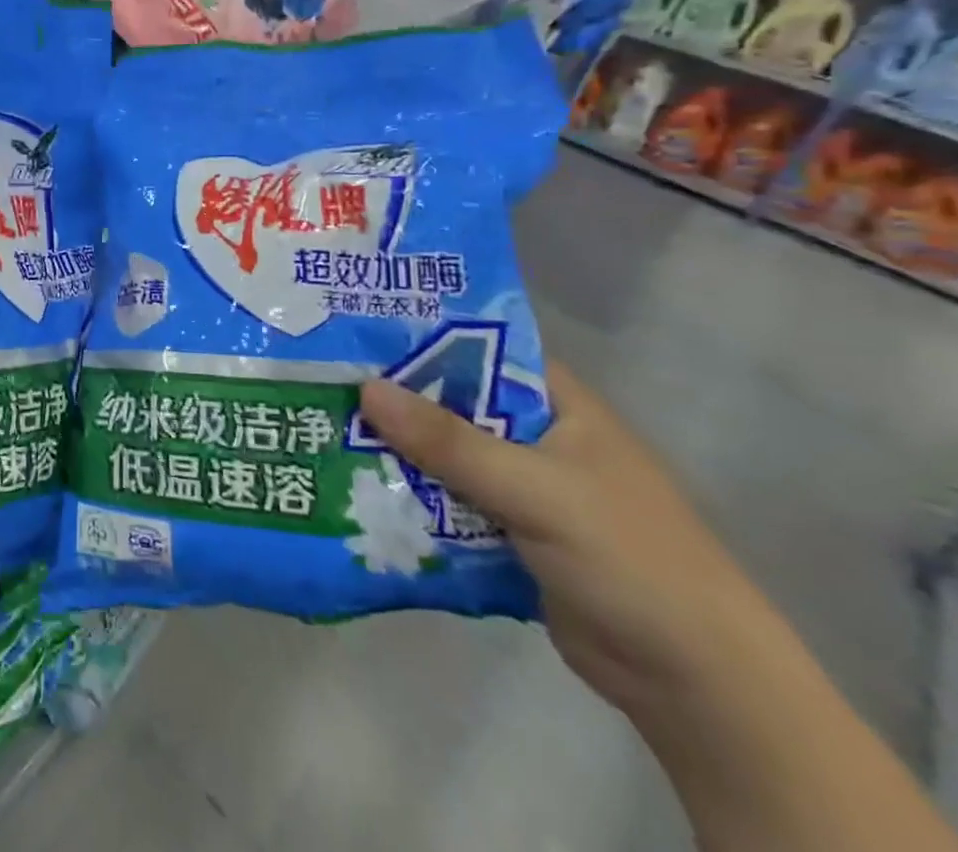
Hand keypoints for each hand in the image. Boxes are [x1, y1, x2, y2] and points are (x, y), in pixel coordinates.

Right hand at [359, 361, 775, 718]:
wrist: (694, 684)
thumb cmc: (629, 559)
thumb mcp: (535, 490)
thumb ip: (449, 441)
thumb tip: (364, 387)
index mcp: (556, 405)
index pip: (477, 348)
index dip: (417, 335)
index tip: (352, 328)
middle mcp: (535, 436)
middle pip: (450, 402)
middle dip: (392, 398)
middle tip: (319, 380)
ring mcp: (520, 486)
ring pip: (442, 454)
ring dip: (393, 450)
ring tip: (321, 429)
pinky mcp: (505, 531)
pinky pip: (445, 500)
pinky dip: (409, 496)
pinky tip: (355, 487)